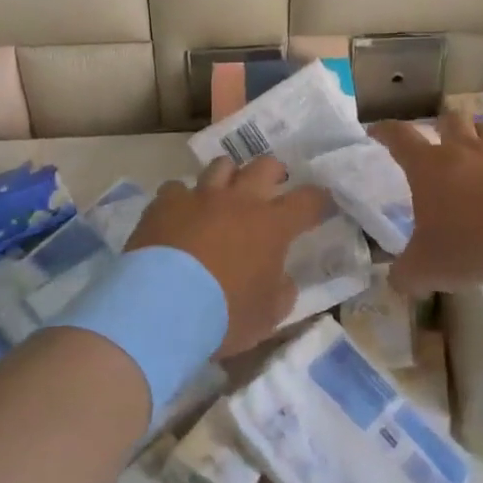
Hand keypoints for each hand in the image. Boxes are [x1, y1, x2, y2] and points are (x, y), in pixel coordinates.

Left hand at [127, 157, 330, 356]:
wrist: (161, 307)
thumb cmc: (224, 314)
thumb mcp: (267, 316)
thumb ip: (281, 292)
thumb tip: (283, 280)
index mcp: (272, 225)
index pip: (307, 200)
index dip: (318, 200)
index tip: (321, 204)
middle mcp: (239, 200)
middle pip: (264, 166)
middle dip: (274, 172)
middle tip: (273, 185)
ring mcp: (200, 197)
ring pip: (221, 166)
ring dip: (229, 176)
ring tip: (225, 192)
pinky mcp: (165, 204)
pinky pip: (177, 189)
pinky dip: (182, 199)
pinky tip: (179, 213)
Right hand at [370, 111, 482, 293]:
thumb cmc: (471, 244)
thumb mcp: (426, 269)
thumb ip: (407, 274)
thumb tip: (397, 281)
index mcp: (428, 167)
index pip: (399, 138)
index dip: (385, 132)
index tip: (377, 131)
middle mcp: (463, 149)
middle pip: (449, 120)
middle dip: (443, 125)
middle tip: (442, 139)